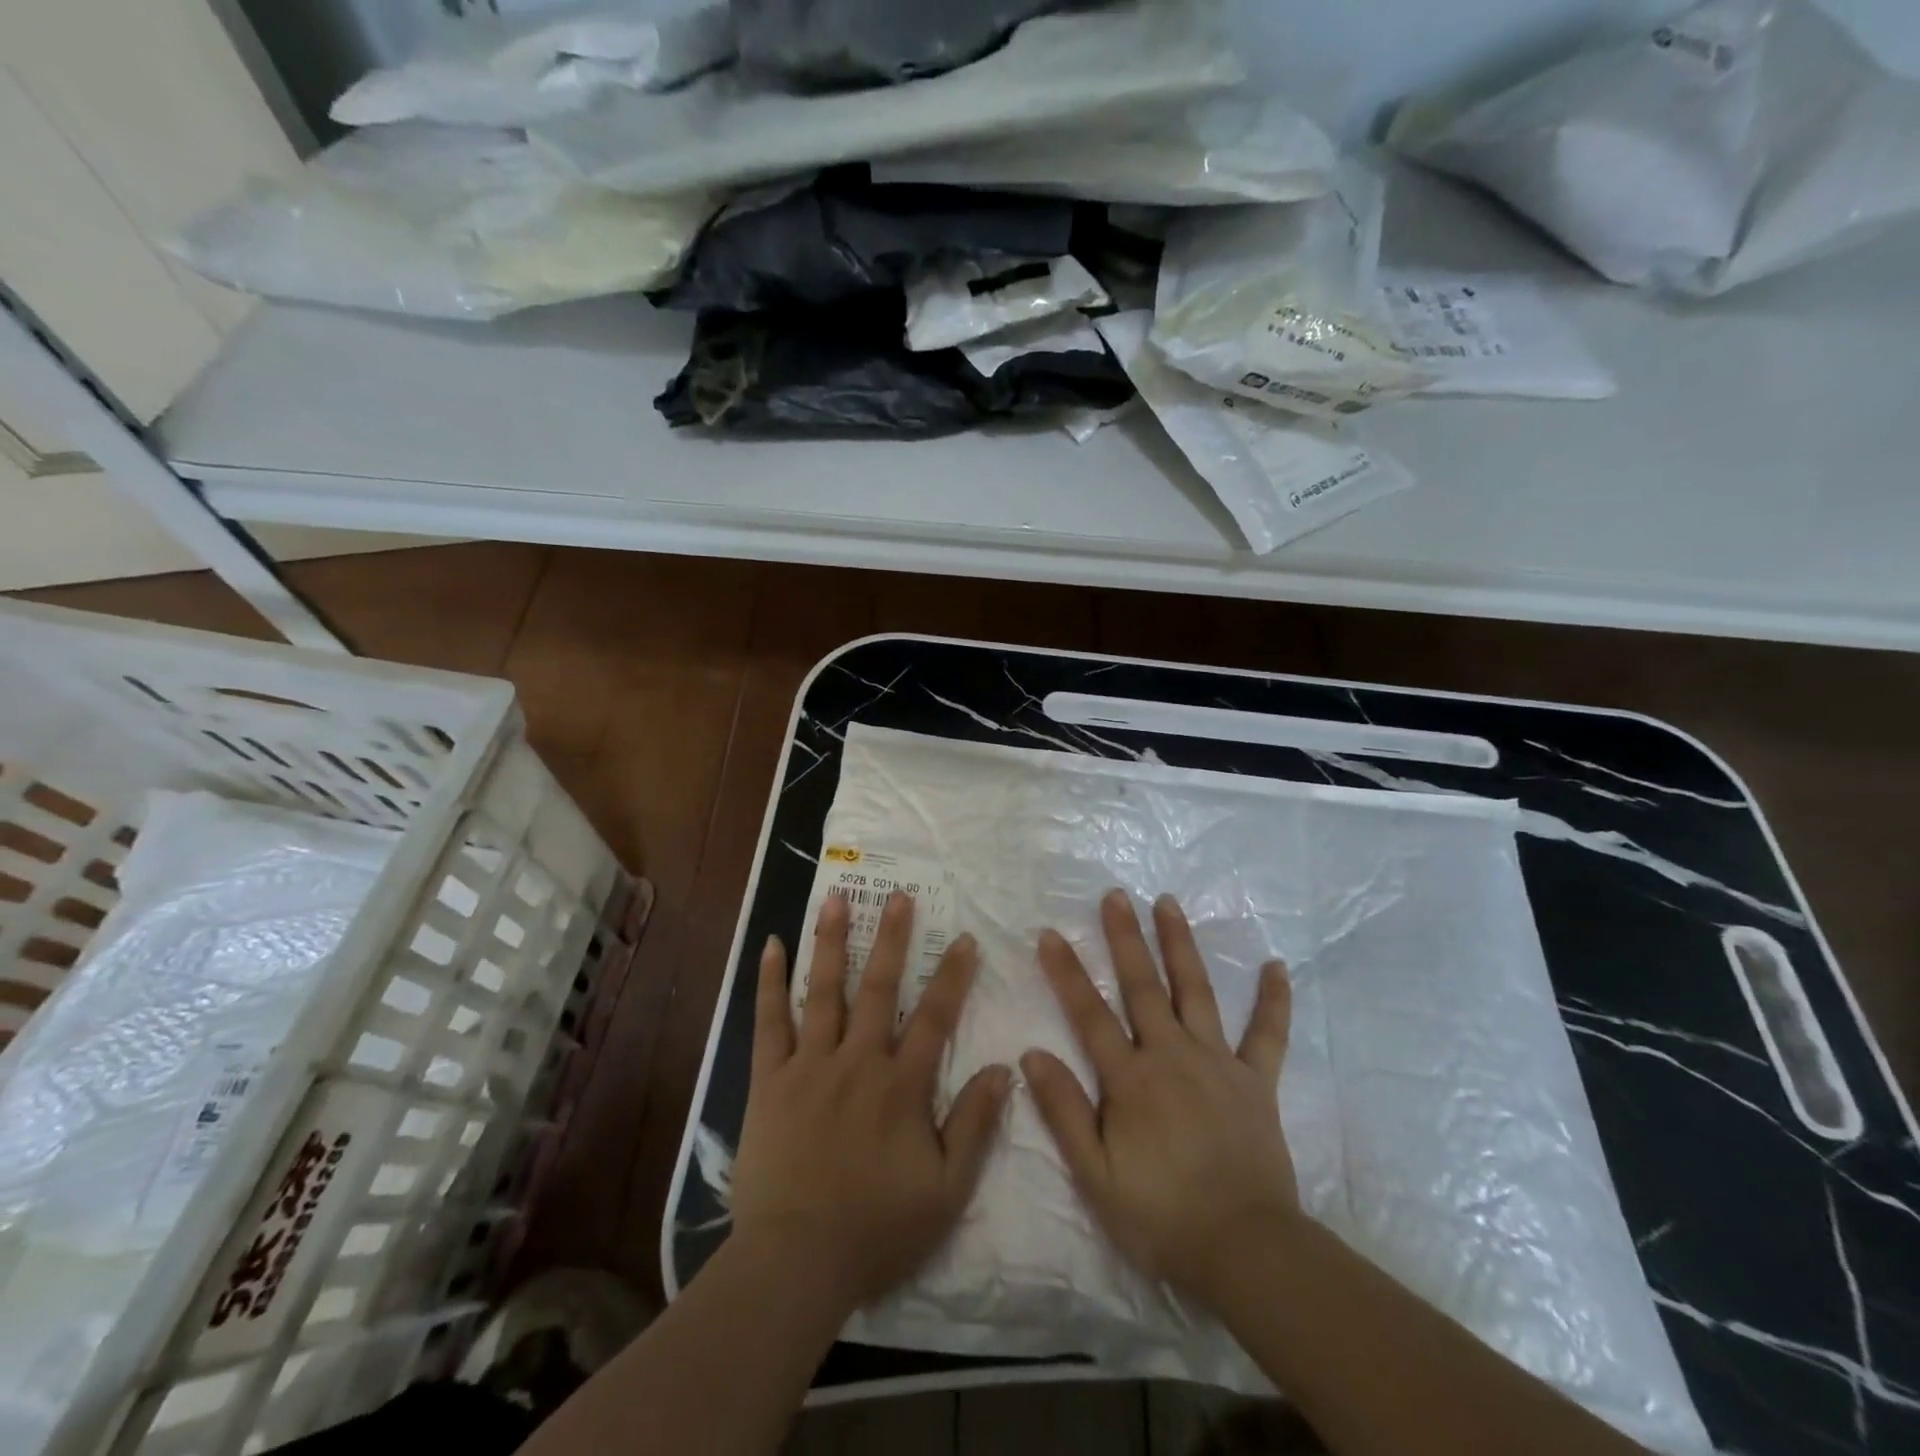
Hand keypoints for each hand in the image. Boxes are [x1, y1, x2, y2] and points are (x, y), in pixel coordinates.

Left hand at [730, 890, 1011, 1312]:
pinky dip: (771, 982)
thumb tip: (1004, 1069)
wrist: (795, 1261)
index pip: (935, 1017)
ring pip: (824, 991)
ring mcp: (809, 1065)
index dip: (953, 976)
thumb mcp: (946, 1190)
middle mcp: (857, 1061)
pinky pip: (769, 1022)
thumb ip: (975, 1126)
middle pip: (878, 988)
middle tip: (899, 896)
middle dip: (892, 939)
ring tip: (838, 898)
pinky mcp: (770, 1080)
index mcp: (901, 1086)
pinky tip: (773, 945)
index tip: (965, 939)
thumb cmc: (877, 1229)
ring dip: (833, 941)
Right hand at [1022, 891, 1299, 1305]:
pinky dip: (1273, 1000)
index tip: (1051, 933)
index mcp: (1131, 1080)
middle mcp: (1172, 1056)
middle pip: (1143, 986)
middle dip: (1126, 937)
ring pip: (1195, 992)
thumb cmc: (1161, 1216)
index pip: (1090, 1014)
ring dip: (1180, 945)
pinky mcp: (1255, 1081)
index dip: (1068, 972)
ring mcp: (1218, 1063)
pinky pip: (1267, 1033)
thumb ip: (1064, 1111)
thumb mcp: (1096, 1176)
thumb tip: (1032, 1054)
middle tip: (1116, 894)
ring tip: (1168, 903)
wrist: (1246, 1251)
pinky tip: (1277, 966)